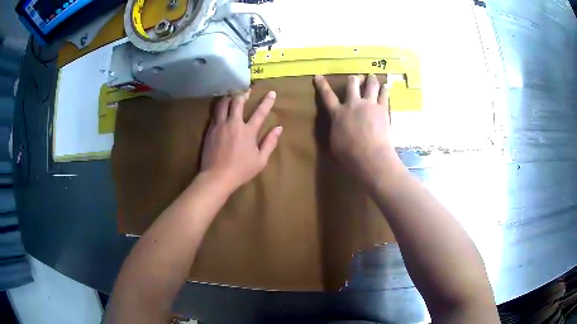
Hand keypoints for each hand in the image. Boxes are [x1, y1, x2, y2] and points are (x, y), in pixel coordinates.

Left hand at [201, 91, 282, 190]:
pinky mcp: (210, 130)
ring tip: (232, 95)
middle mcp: (233, 124)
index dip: (267, 101)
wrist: (217, 177)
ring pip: (223, 104)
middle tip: (246, 90)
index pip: (260, 112)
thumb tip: (279, 128)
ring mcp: (220, 126)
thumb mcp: (261, 160)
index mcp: (248, 131)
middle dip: (243, 93)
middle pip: (237, 102)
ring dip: (229, 98)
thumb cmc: (241, 170)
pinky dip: (219, 108)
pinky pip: (214, 114)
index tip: (272, 92)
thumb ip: (270, 142)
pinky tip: (221, 109)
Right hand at [314, 74, 400, 182]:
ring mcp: (369, 105)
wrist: (371, 156)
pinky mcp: (383, 109)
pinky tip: (385, 87)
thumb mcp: (335, 141)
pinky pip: (384, 95)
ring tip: (372, 77)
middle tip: (357, 78)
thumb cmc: (349, 154)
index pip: (327, 95)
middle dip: (354, 79)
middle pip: (352, 83)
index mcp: (338, 113)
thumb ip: (337, 128)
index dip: (322, 85)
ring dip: (371, 79)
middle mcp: (353, 104)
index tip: (318, 76)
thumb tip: (338, 124)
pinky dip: (384, 90)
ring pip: (371, 85)